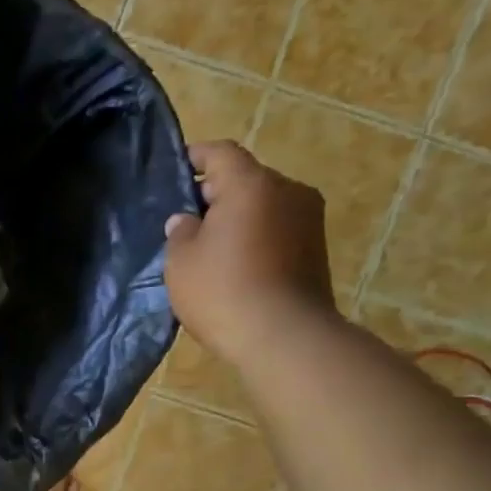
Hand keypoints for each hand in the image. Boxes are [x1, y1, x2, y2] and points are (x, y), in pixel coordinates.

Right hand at [163, 141, 339, 366]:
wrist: (284, 337)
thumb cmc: (223, 290)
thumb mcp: (181, 261)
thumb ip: (180, 232)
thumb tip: (187, 221)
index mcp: (251, 184)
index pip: (220, 153)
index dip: (195, 156)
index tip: (174, 169)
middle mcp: (287, 190)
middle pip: (245, 178)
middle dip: (214, 193)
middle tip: (184, 219)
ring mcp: (308, 219)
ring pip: (263, 205)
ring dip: (237, 217)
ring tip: (208, 246)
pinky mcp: (316, 248)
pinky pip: (277, 229)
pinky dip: (255, 237)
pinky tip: (234, 264)